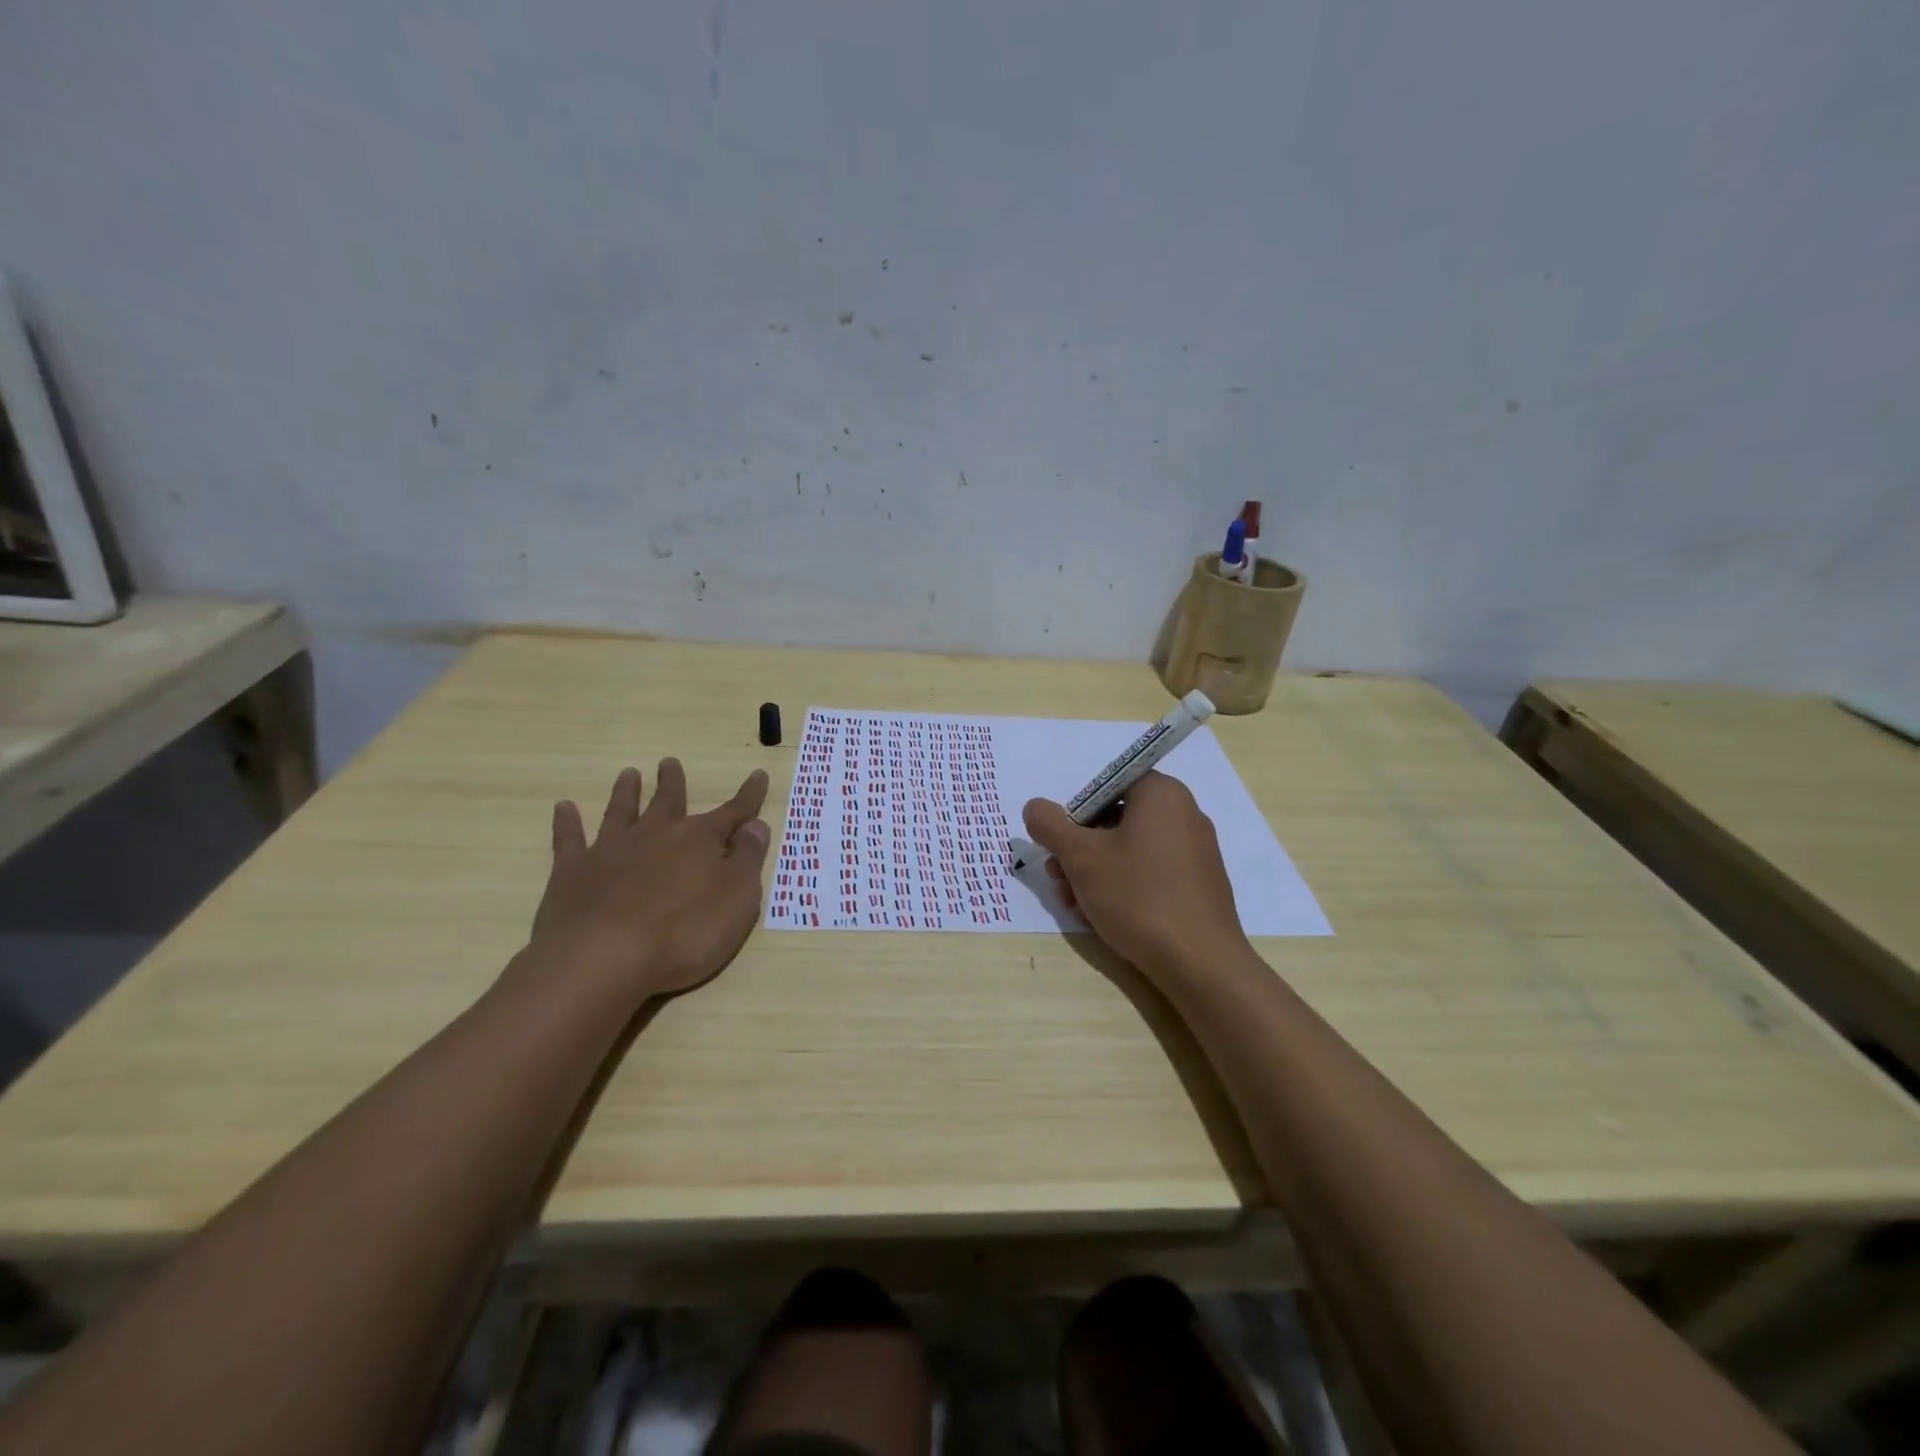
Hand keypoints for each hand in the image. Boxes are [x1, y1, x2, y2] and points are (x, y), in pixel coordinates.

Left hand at [525, 759, 771, 1002]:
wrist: (603, 958)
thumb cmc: (684, 934)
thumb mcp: (738, 899)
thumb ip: (748, 859)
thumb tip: (756, 825)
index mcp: (700, 840)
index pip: (733, 812)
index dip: (749, 796)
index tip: (759, 774)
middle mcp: (656, 834)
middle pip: (669, 801)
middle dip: (673, 782)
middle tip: (669, 762)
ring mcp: (611, 850)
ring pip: (622, 811)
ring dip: (627, 792)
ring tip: (629, 774)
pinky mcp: (573, 872)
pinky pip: (570, 839)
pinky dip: (567, 822)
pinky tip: (564, 807)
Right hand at [1023, 771, 1250, 978]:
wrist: (1200, 963)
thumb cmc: (1138, 896)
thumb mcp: (1081, 857)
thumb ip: (1050, 825)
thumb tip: (1034, 807)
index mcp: (1162, 794)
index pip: (1108, 785)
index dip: (1076, 812)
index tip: (1060, 843)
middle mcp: (1184, 814)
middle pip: (1116, 819)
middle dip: (1079, 849)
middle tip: (1057, 878)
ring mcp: (1195, 851)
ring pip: (1129, 850)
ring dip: (1094, 872)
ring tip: (1073, 904)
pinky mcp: (1198, 884)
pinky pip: (1151, 872)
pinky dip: (1122, 886)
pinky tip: (1100, 916)